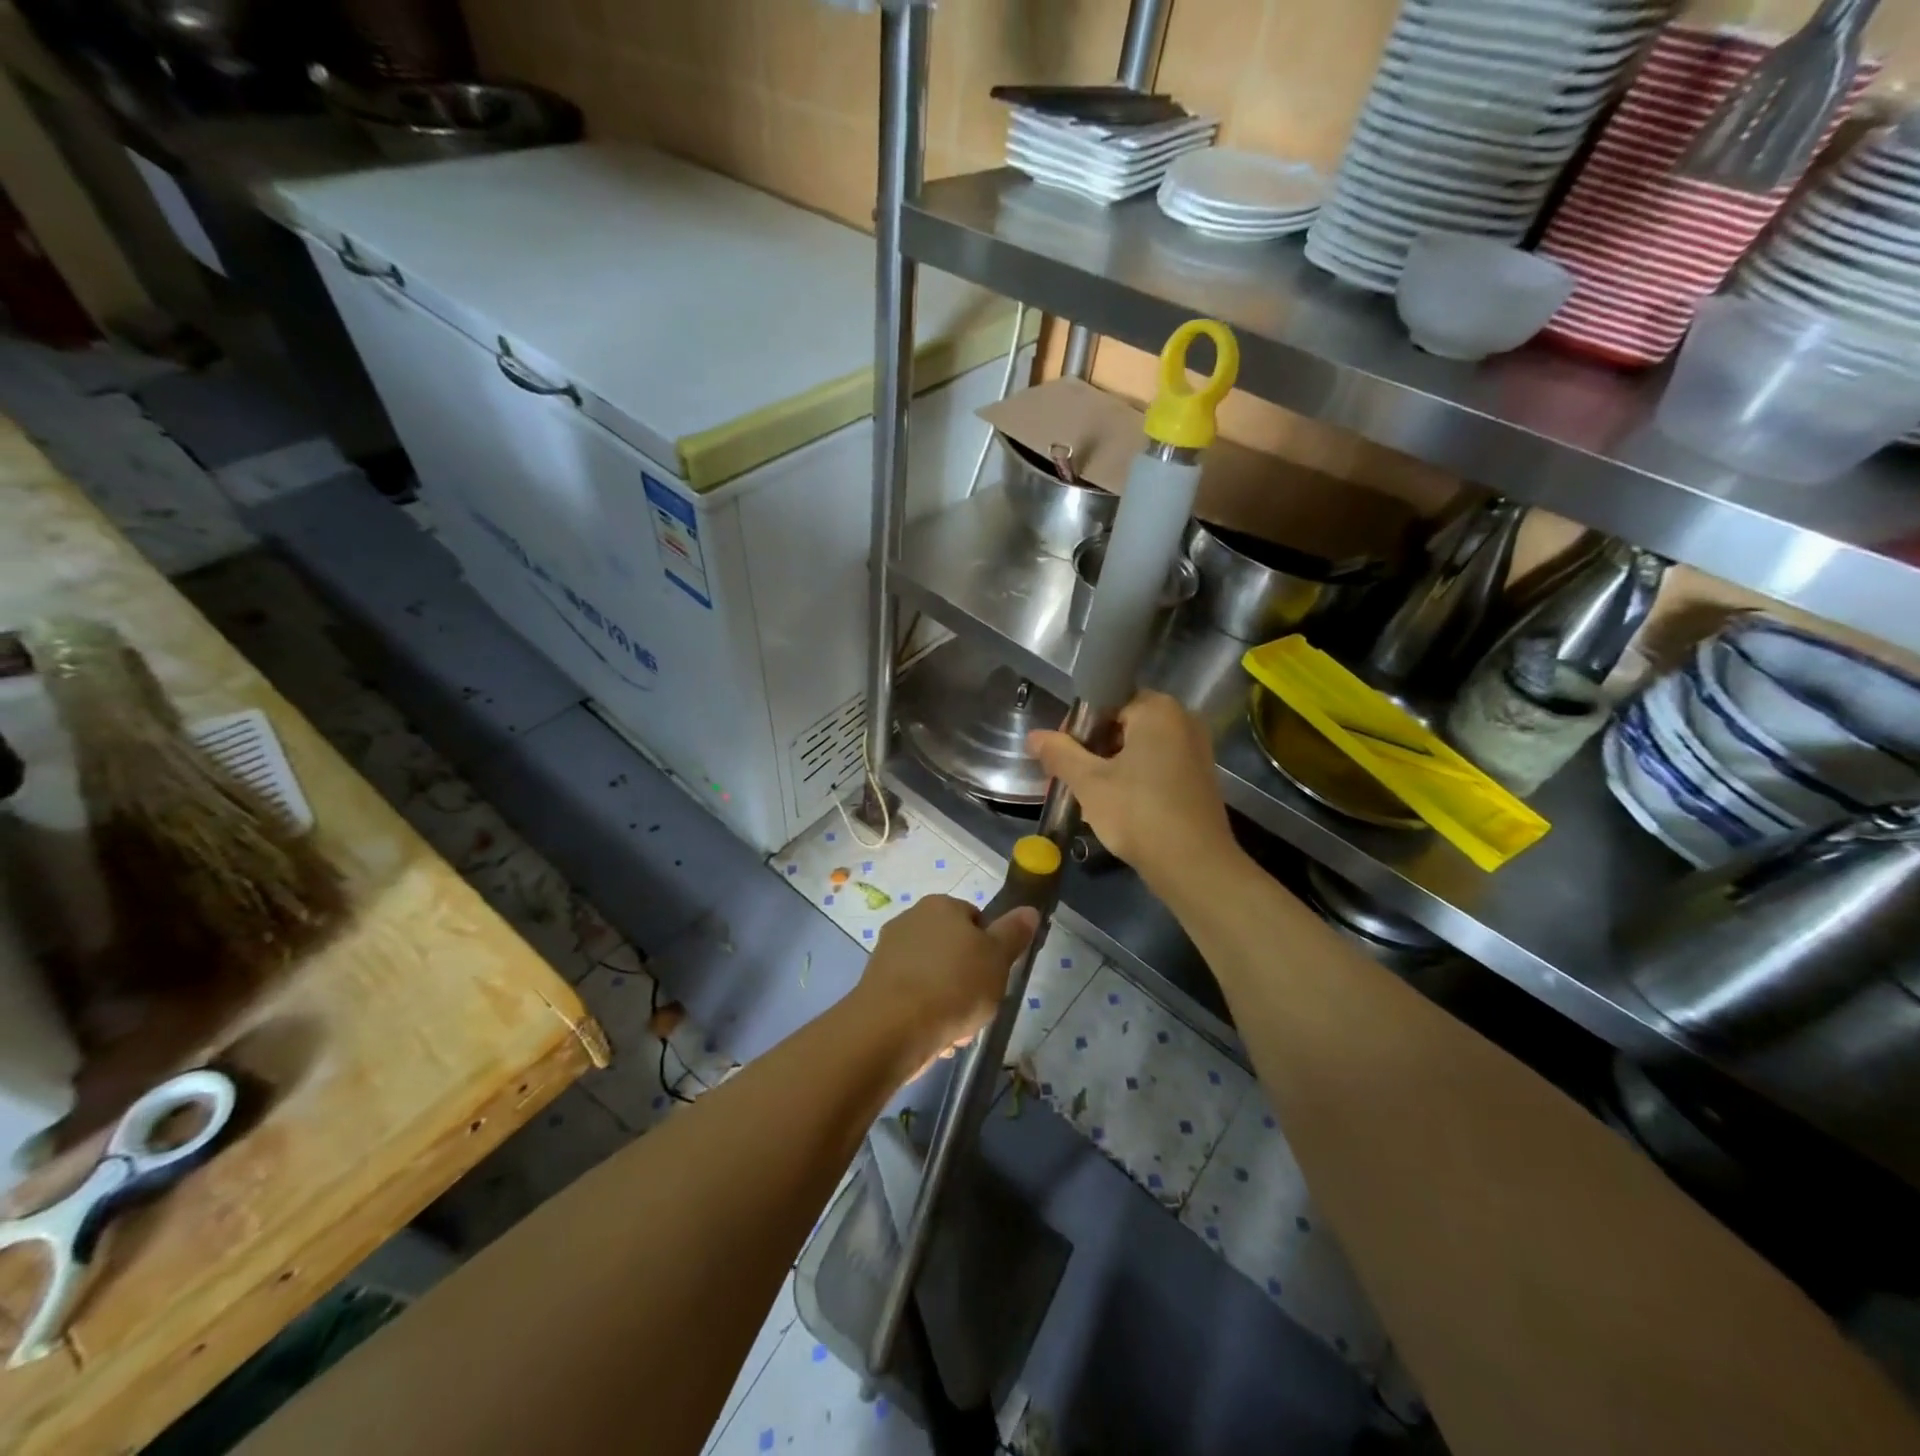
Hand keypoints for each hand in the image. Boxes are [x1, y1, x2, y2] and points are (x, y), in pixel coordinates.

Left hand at [854, 896, 1039, 1074]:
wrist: (892, 1028)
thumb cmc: (954, 984)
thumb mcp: (997, 958)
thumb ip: (1013, 933)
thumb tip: (1028, 910)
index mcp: (940, 905)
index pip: (975, 919)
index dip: (989, 947)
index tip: (994, 974)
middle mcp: (910, 919)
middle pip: (953, 949)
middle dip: (968, 978)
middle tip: (979, 1005)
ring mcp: (888, 951)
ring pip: (933, 975)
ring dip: (948, 1000)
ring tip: (956, 1030)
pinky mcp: (875, 983)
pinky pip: (912, 995)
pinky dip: (925, 1012)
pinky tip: (934, 1036)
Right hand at [1027, 691, 1236, 892]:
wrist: (1195, 866)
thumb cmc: (1138, 814)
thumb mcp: (1089, 783)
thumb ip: (1059, 753)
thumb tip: (1033, 736)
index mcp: (1158, 709)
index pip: (1105, 702)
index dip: (1076, 728)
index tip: (1060, 757)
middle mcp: (1182, 720)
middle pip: (1123, 724)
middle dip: (1092, 749)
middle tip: (1071, 779)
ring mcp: (1195, 749)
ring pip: (1139, 748)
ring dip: (1111, 766)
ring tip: (1089, 796)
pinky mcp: (1199, 777)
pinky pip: (1157, 765)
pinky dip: (1134, 778)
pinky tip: (1117, 806)